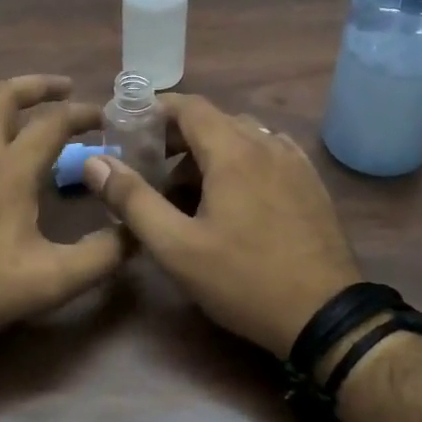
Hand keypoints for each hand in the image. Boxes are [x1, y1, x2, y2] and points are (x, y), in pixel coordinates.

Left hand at [0, 75, 125, 353]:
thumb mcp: (50, 281)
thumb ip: (100, 256)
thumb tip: (135, 231)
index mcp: (9, 171)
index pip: (52, 123)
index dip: (82, 113)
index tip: (103, 116)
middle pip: (2, 98)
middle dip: (35, 86)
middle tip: (61, 87)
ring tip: (11, 99)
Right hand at [84, 93, 361, 357]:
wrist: (326, 316)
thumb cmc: (244, 279)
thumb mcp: (177, 247)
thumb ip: (133, 200)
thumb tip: (96, 163)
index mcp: (234, 151)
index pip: (189, 106)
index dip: (155, 112)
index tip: (129, 130)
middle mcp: (267, 144)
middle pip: (215, 121)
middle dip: (178, 138)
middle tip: (151, 169)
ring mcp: (295, 163)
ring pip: (243, 138)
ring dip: (210, 152)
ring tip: (188, 192)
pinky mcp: (311, 184)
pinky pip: (269, 155)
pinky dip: (242, 163)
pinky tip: (234, 199)